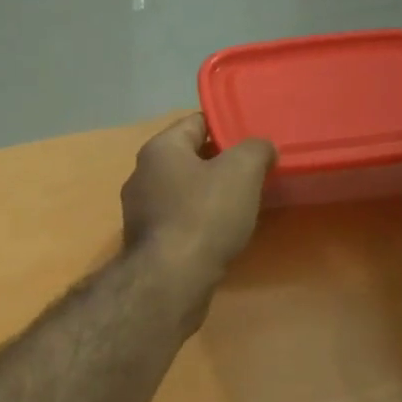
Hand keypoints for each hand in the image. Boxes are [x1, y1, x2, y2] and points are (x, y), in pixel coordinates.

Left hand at [122, 115, 275, 288]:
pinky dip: (199, 222)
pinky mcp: (147, 242)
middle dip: (220, 163)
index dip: (227, 126)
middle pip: (189, 158)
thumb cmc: (204, 215)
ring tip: (243, 204)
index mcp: (159, 149)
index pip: (196, 122)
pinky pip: (178, 220)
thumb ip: (256, 149)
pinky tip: (221, 233)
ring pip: (183, 191)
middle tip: (254, 172)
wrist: (171, 280)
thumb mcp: (242, 171)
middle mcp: (142, 174)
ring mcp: (140, 211)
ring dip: (210, 195)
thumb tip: (261, 148)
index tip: (254, 139)